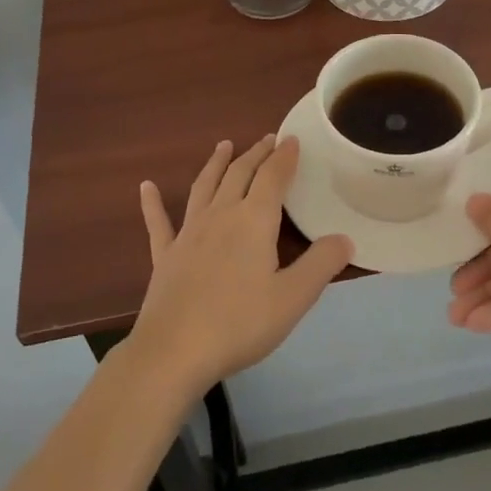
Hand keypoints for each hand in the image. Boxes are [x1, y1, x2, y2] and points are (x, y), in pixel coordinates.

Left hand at [127, 136, 353, 392]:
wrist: (175, 351)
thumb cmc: (240, 323)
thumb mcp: (293, 298)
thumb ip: (321, 265)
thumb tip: (344, 238)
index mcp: (253, 221)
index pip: (273, 178)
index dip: (284, 157)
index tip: (291, 139)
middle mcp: (220, 216)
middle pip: (239, 174)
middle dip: (256, 154)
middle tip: (267, 139)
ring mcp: (188, 233)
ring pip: (204, 187)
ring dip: (216, 164)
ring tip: (224, 146)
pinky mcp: (165, 255)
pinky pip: (158, 222)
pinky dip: (152, 202)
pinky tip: (146, 186)